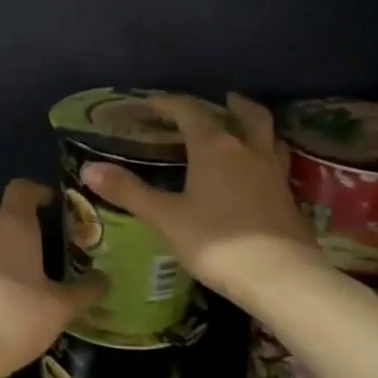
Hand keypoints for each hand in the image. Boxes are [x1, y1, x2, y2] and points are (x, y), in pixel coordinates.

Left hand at [0, 179, 106, 377]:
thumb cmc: (16, 317)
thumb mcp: (60, 307)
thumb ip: (85, 290)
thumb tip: (105, 279)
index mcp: (12, 226)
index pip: (21, 189)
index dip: (37, 191)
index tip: (54, 205)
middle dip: (16, 218)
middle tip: (40, 239)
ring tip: (21, 271)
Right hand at [81, 92, 320, 313]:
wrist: (279, 277)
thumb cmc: (215, 242)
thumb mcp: (165, 217)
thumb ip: (128, 191)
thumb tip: (89, 168)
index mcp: (214, 147)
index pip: (189, 112)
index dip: (168, 104)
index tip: (149, 104)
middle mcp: (247, 150)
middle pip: (244, 113)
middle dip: (229, 103)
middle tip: (220, 100)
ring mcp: (273, 172)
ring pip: (268, 135)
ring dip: (254, 124)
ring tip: (242, 128)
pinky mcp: (288, 196)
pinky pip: (277, 160)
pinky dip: (266, 153)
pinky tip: (257, 170)